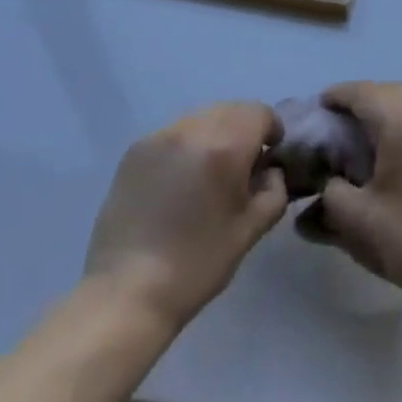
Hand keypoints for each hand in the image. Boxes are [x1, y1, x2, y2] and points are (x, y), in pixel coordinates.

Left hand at [84, 102, 287, 329]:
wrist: (128, 292)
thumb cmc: (198, 264)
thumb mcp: (250, 230)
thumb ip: (273, 191)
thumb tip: (271, 171)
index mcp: (224, 147)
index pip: (259, 112)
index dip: (272, 130)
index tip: (270, 157)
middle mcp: (191, 130)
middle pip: (230, 109)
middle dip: (244, 130)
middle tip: (242, 166)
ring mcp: (158, 137)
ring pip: (200, 118)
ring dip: (214, 134)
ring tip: (208, 174)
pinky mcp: (134, 151)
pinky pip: (173, 133)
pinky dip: (186, 146)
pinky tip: (179, 182)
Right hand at [301, 82, 401, 306]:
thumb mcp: (359, 218)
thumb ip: (332, 192)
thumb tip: (330, 182)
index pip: (362, 92)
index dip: (336, 97)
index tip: (318, 109)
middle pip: (390, 93)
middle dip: (363, 104)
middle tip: (341, 127)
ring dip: (391, 115)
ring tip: (372, 142)